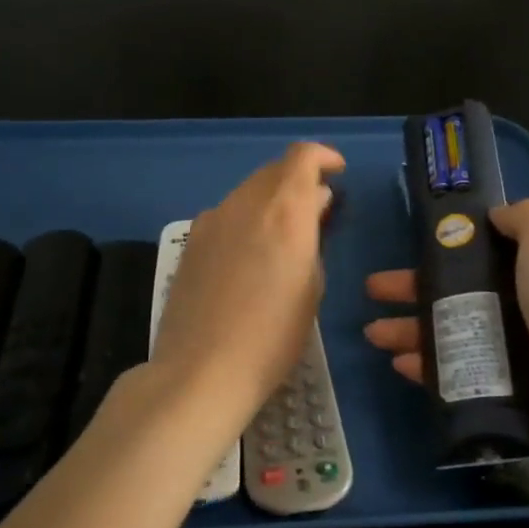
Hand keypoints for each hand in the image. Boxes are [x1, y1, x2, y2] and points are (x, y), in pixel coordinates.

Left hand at [149, 142, 344, 440]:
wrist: (201, 370)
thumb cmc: (273, 336)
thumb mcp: (311, 286)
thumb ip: (312, 236)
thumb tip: (313, 206)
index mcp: (283, 210)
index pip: (302, 157)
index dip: (323, 157)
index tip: (337, 172)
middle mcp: (245, 203)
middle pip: (274, 170)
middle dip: (298, 180)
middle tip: (317, 209)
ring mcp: (212, 220)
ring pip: (248, 191)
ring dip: (271, 199)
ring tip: (286, 233)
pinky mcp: (191, 241)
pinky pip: (227, 214)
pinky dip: (247, 218)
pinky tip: (252, 252)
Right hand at [362, 199, 528, 470]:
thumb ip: (525, 220)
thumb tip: (497, 215)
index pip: (492, 250)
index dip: (453, 246)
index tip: (418, 244)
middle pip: (463, 290)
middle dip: (415, 288)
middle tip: (375, 289)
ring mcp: (520, 349)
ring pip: (455, 330)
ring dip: (413, 328)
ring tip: (374, 333)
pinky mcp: (508, 388)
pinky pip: (459, 370)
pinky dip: (429, 366)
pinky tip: (400, 364)